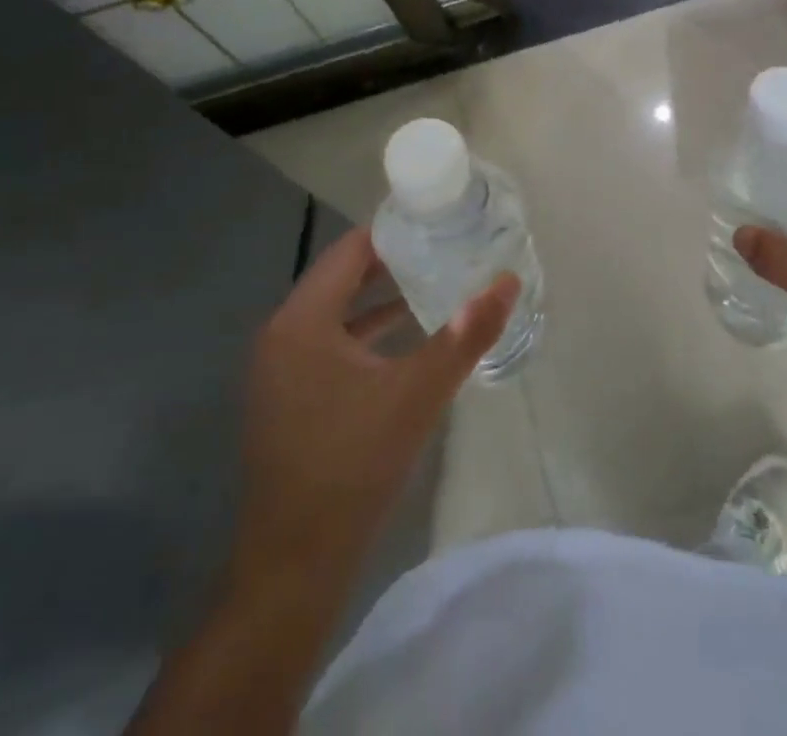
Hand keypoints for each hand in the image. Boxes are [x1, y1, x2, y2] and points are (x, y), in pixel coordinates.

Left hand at [230, 227, 517, 590]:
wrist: (295, 566)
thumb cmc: (353, 466)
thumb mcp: (419, 393)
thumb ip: (466, 334)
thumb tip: (508, 280)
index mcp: (301, 322)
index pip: (349, 251)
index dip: (393, 231)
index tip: (437, 220)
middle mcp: (281, 335)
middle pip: (341, 277)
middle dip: (392, 262)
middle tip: (444, 246)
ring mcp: (279, 371)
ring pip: (336, 313)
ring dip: (380, 297)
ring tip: (433, 281)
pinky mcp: (287, 399)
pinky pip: (329, 345)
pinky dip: (365, 333)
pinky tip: (405, 337)